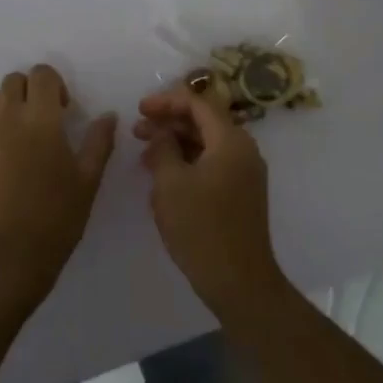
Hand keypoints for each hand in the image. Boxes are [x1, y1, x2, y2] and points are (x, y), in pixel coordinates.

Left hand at [0, 64, 117, 308]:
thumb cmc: (57, 216)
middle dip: (32, 88)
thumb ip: (99, 142)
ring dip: (14, 104)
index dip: (56, 84)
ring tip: (31, 135)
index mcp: (40, 119)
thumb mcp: (88, 180)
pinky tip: (16, 157)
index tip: (66, 110)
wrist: (9, 253)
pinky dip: (1, 125)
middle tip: (49, 118)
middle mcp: (9, 119)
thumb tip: (108, 116)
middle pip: (13, 80)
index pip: (41, 74)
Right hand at [135, 83, 286, 317]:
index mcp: (231, 141)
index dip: (166, 101)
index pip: (198, 103)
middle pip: (204, 121)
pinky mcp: (241, 193)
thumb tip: (161, 133)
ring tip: (144, 154)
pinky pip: (212, 164)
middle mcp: (243, 151)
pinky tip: (163, 176)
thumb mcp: (170, 183)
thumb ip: (162, 148)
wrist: (238, 281)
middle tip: (137, 131)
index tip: (139, 109)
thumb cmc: (200, 227)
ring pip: (206, 144)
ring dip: (175, 143)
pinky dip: (187, 162)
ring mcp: (245, 173)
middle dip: (169, 122)